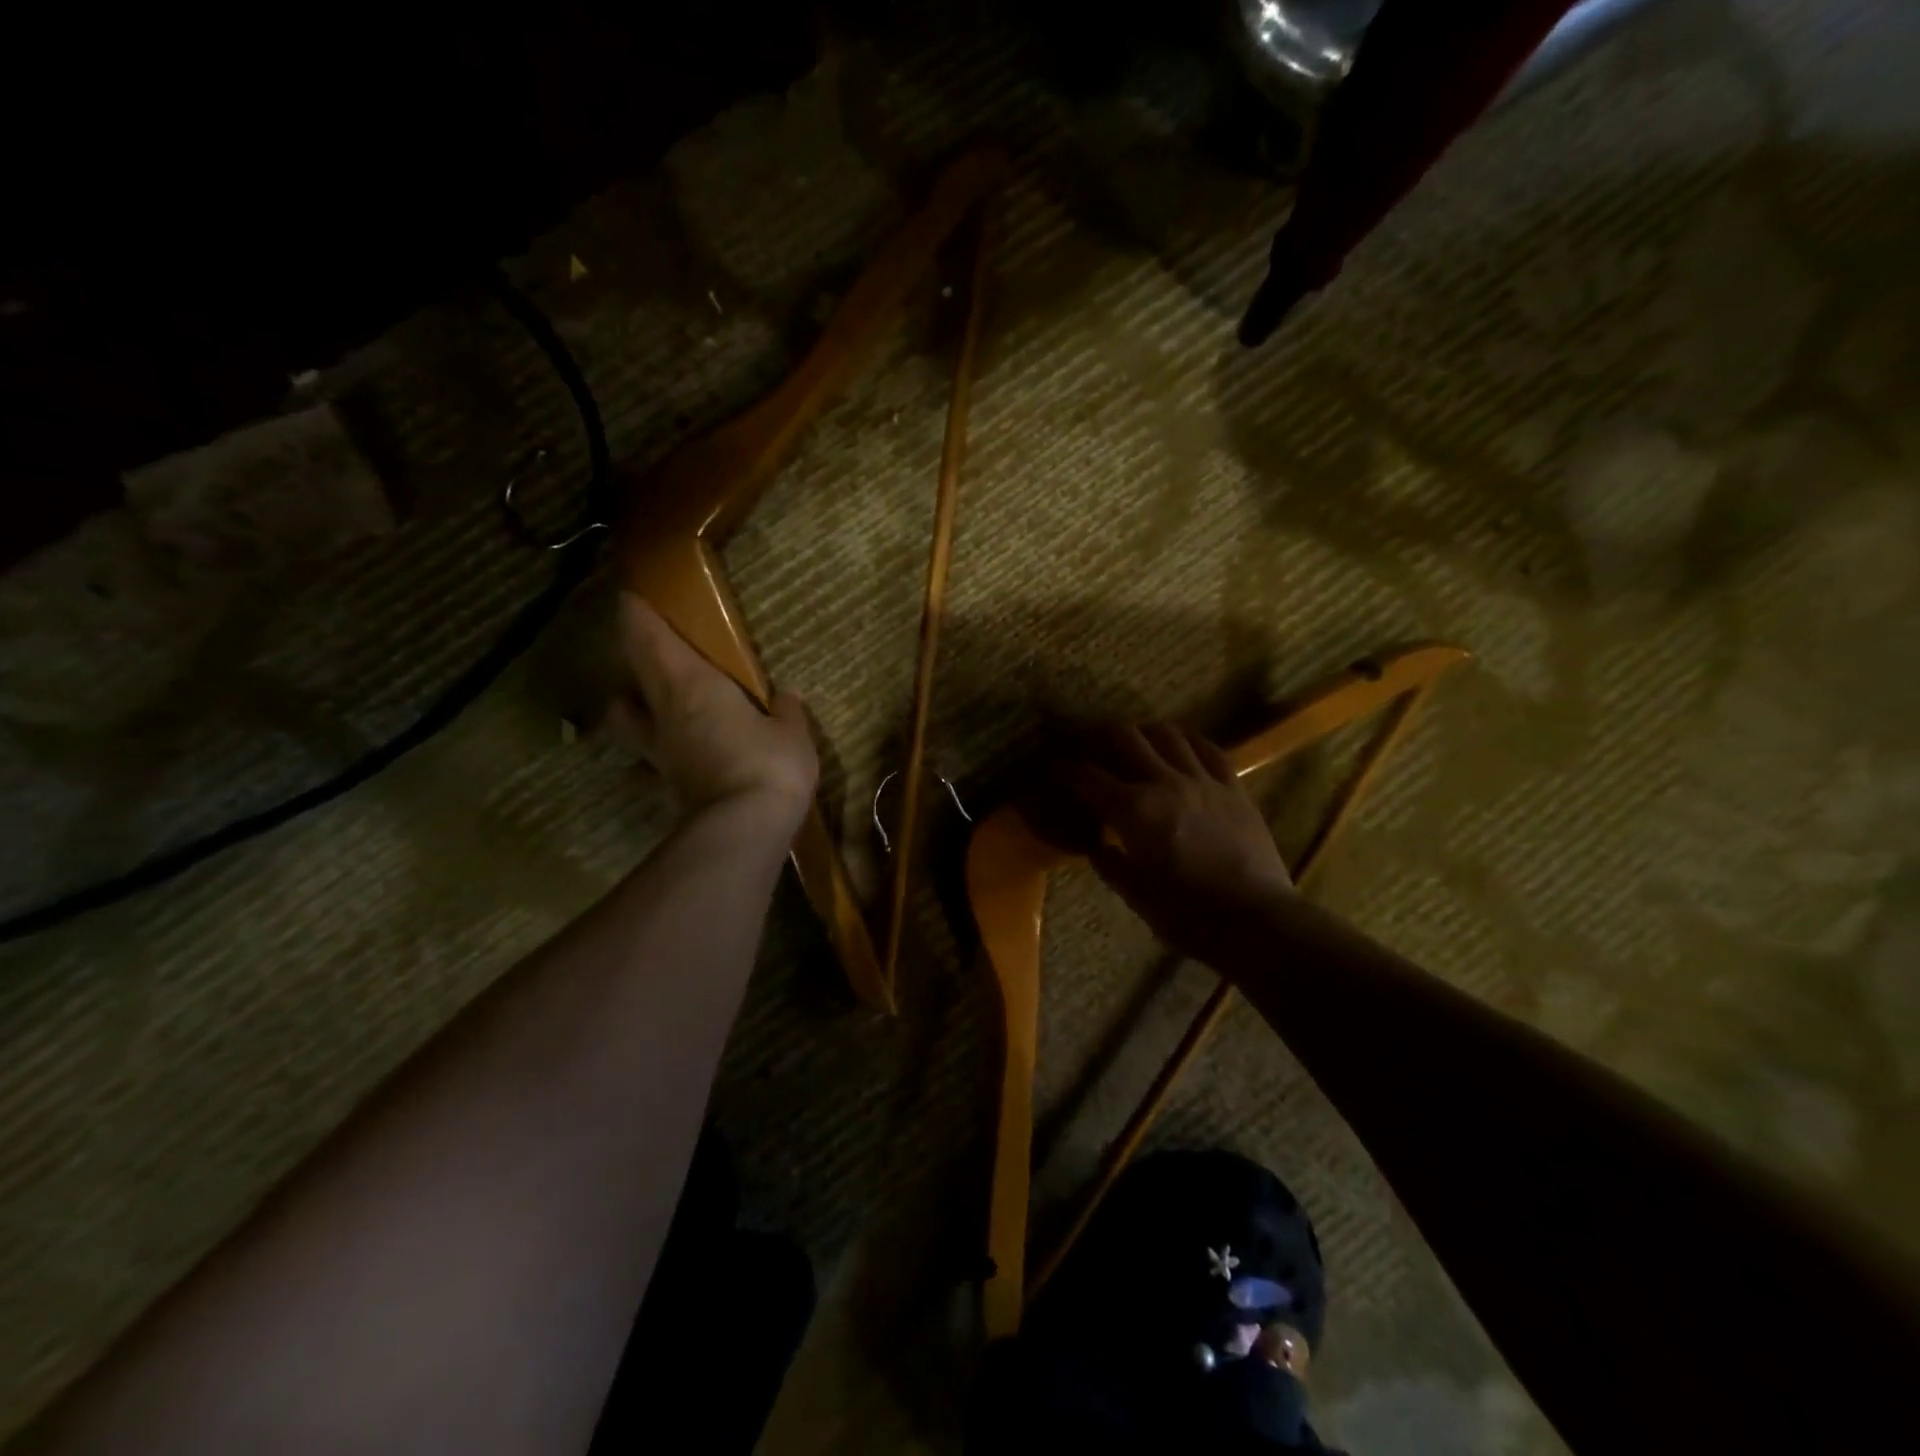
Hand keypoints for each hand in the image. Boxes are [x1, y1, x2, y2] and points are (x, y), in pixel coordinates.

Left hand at [613, 594, 817, 827]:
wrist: (744, 828)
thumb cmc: (769, 763)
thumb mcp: (792, 732)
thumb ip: (787, 712)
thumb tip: (785, 698)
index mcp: (693, 685)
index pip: (653, 640)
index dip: (639, 616)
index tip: (631, 597)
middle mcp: (666, 712)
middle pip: (634, 673)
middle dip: (634, 651)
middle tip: (645, 639)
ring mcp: (661, 750)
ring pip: (628, 715)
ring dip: (631, 700)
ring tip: (650, 696)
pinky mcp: (667, 781)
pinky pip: (649, 753)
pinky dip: (654, 743)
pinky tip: (673, 748)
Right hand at [1065, 724, 1292, 964]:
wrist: (1255, 920)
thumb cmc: (1186, 914)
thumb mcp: (1135, 894)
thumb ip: (1109, 863)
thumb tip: (1097, 846)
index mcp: (1132, 810)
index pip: (1087, 776)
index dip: (1065, 769)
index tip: (1055, 769)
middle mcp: (1163, 783)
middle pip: (1125, 737)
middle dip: (1101, 736)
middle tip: (1093, 746)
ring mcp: (1202, 780)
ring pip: (1168, 734)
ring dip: (1145, 732)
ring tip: (1138, 740)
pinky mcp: (1233, 787)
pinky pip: (1209, 750)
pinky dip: (1189, 742)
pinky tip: (1182, 745)